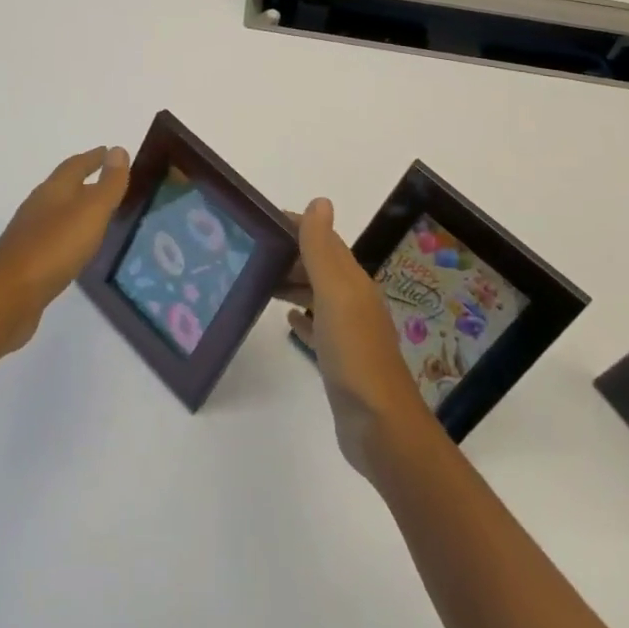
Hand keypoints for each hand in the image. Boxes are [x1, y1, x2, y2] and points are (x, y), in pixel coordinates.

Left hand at [0, 145, 130, 352]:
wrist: (7, 297)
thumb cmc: (54, 247)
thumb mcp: (90, 211)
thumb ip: (108, 184)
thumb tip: (118, 150)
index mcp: (54, 190)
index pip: (76, 165)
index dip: (94, 157)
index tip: (110, 152)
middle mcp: (39, 207)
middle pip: (64, 187)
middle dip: (86, 181)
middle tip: (110, 182)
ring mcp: (30, 235)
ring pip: (58, 213)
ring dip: (77, 209)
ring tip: (99, 215)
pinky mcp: (27, 262)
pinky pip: (53, 239)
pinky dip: (69, 236)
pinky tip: (77, 250)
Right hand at [279, 199, 437, 479]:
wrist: (380, 426)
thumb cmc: (354, 353)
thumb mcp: (335, 293)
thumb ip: (322, 249)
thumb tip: (319, 201)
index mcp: (352, 281)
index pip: (323, 240)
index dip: (296, 225)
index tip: (260, 221)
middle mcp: (352, 300)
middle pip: (318, 265)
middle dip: (288, 253)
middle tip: (248, 251)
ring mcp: (348, 331)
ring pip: (315, 294)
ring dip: (290, 282)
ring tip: (256, 279)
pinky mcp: (340, 360)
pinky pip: (317, 327)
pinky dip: (301, 317)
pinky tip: (285, 319)